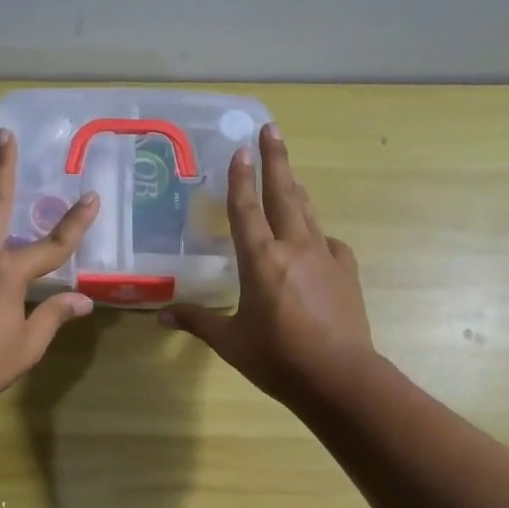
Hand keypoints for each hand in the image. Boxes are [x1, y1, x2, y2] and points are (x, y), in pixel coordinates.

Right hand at [161, 123, 373, 402]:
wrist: (340, 377)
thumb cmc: (278, 358)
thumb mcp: (231, 341)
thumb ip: (198, 321)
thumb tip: (162, 315)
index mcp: (261, 260)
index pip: (247, 209)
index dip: (241, 177)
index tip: (241, 148)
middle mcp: (294, 247)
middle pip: (284, 194)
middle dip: (276, 160)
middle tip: (271, 130)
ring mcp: (325, 256)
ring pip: (307, 212)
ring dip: (295, 188)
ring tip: (289, 173)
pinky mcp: (346, 272)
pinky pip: (328, 242)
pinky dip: (316, 234)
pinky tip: (314, 240)